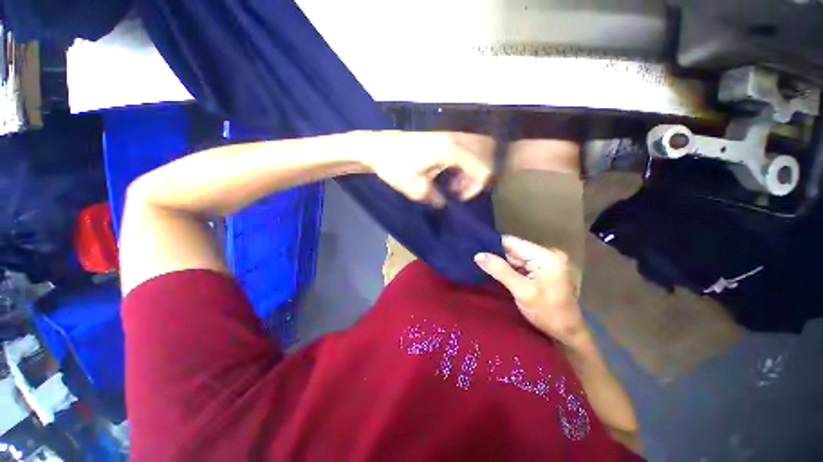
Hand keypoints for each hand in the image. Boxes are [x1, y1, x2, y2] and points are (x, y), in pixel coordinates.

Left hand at [360, 131, 494, 206]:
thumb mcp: (416, 189)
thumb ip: (437, 199)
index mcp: (452, 150)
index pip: (483, 169)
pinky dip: (464, 165)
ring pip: (477, 152)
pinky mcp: (445, 136)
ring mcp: (452, 134)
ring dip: (471, 171)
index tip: (460, 197)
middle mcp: (456, 138)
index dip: (476, 188)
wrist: (378, 147)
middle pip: (485, 158)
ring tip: (454, 185)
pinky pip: (466, 150)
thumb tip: (445, 204)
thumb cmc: (395, 166)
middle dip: (477, 178)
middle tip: (459, 191)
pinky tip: (450, 176)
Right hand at [475, 235, 588, 345]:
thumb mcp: (522, 292)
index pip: (512, 242)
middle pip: (514, 249)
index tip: (477, 253)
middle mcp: (548, 253)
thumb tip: (478, 255)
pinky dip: (512, 270)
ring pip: (516, 257)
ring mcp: (547, 261)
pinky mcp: (545, 269)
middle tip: (481, 265)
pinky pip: (522, 264)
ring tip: (489, 270)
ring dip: (505, 264)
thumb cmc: (548, 313)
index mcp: (546, 256)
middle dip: (499, 257)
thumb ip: (500, 271)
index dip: (494, 246)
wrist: (569, 333)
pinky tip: (503, 276)